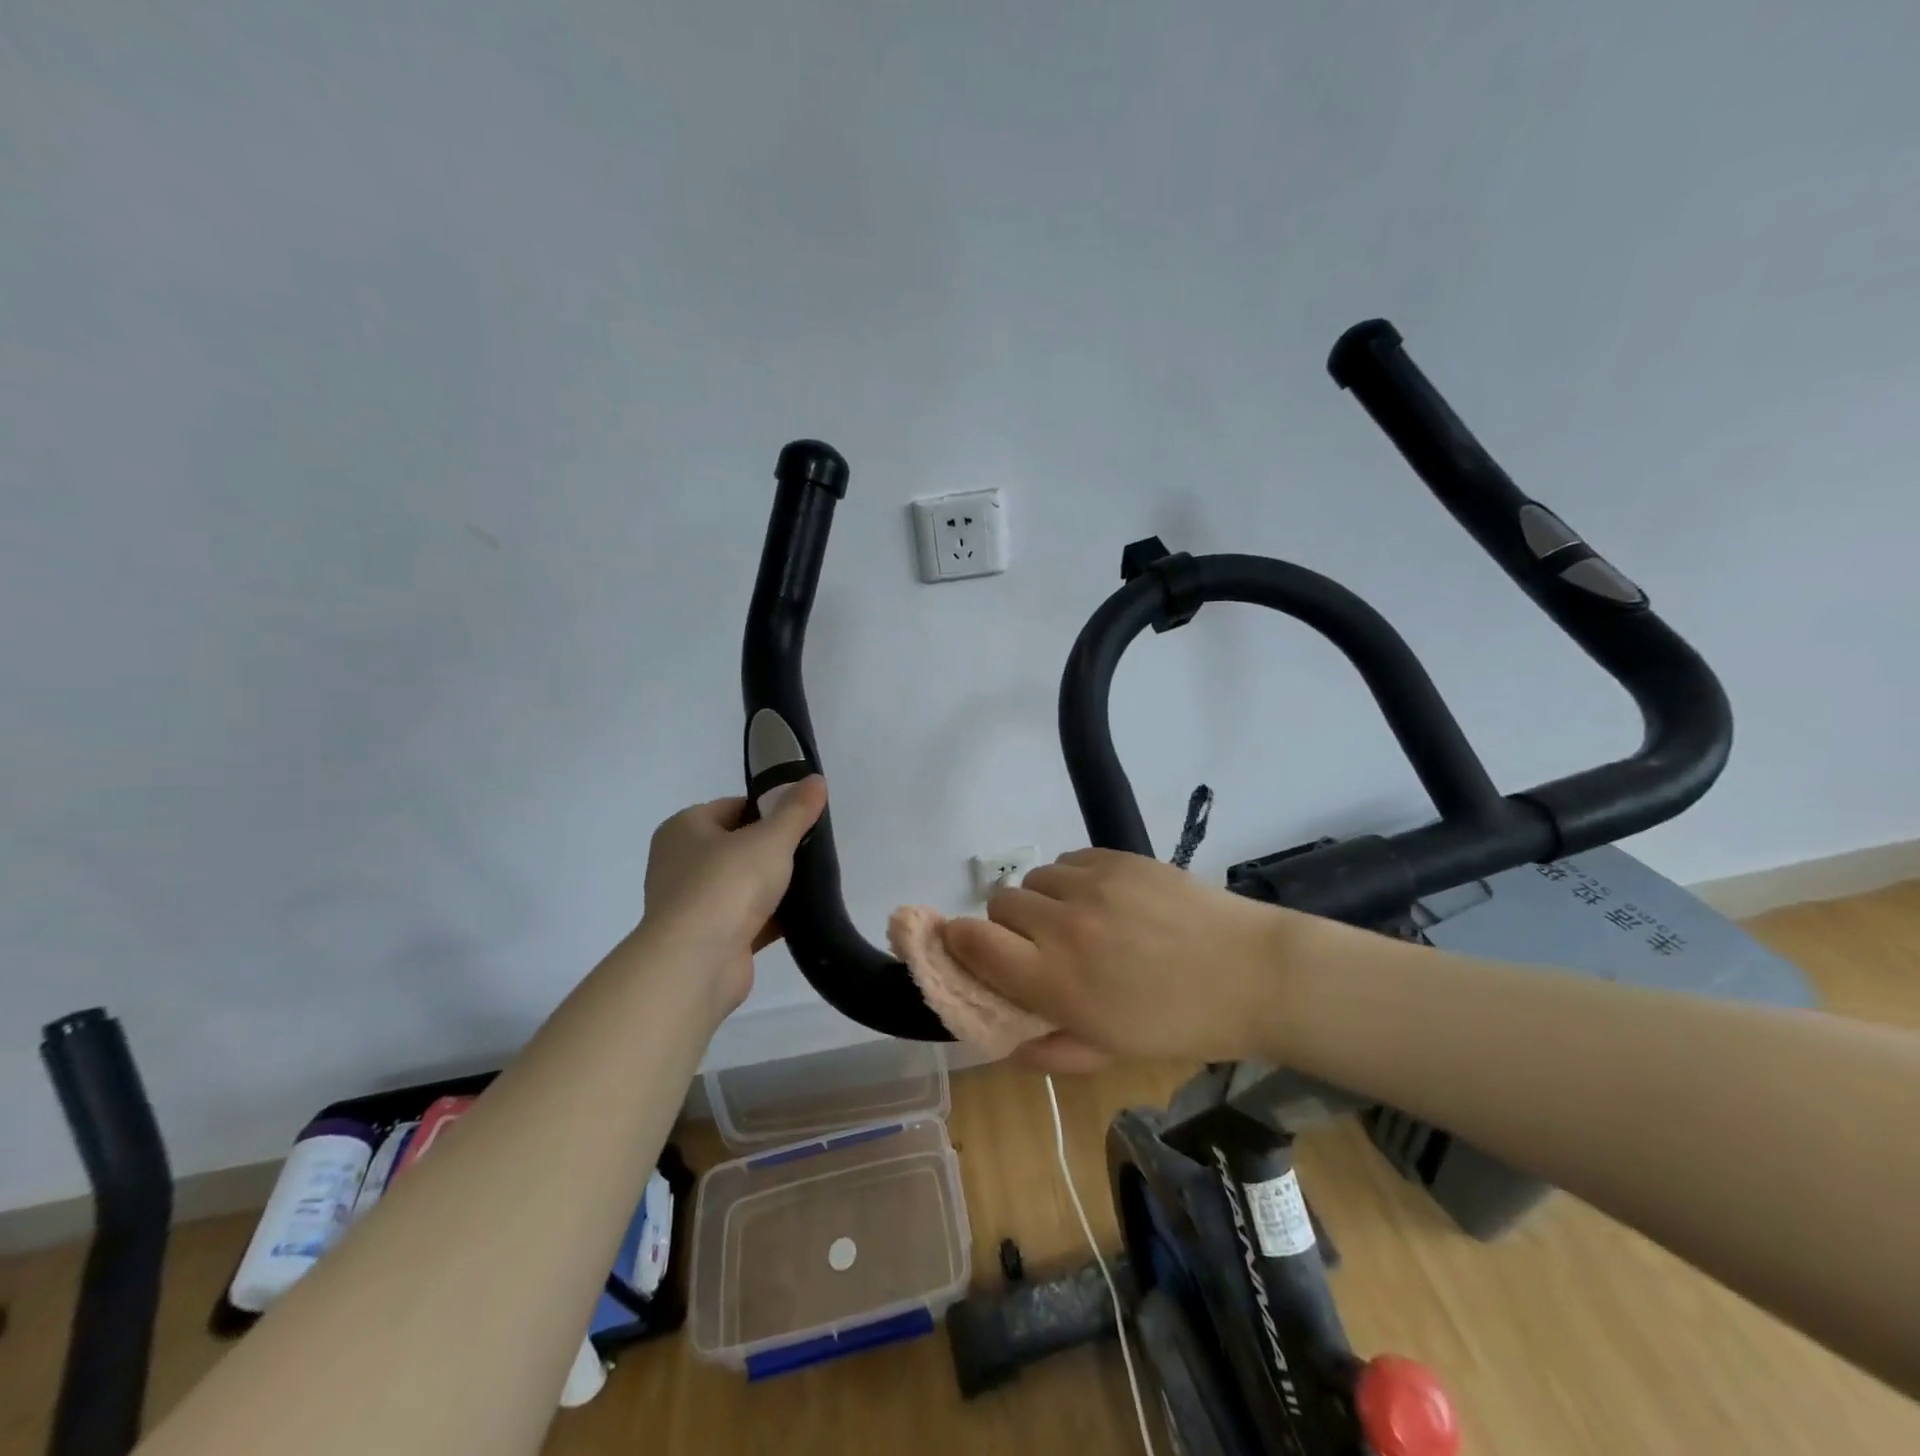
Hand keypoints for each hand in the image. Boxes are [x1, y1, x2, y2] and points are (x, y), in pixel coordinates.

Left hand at [638, 776, 826, 1019]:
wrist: (697, 963)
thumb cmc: (727, 884)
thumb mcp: (771, 838)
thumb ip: (796, 810)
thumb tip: (816, 779)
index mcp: (683, 829)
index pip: (732, 808)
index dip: (767, 810)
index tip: (800, 820)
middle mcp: (679, 863)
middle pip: (737, 847)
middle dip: (773, 850)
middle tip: (811, 851)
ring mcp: (691, 905)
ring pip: (742, 886)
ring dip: (773, 887)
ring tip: (813, 882)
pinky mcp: (707, 940)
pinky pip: (746, 920)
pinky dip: (771, 918)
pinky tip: (804, 916)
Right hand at [942, 849, 1313, 1069]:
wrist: (1251, 973)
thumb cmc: (1180, 1024)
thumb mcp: (1112, 1053)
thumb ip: (1050, 1050)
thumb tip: (1005, 1041)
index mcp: (1056, 981)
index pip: (974, 943)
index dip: (959, 941)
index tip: (966, 947)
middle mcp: (1063, 926)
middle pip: (999, 902)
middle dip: (1008, 925)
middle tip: (1040, 944)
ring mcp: (1091, 885)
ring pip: (1034, 878)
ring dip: (1043, 900)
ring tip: (1078, 919)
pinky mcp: (1117, 858)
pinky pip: (1068, 860)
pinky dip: (1073, 879)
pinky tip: (1104, 899)